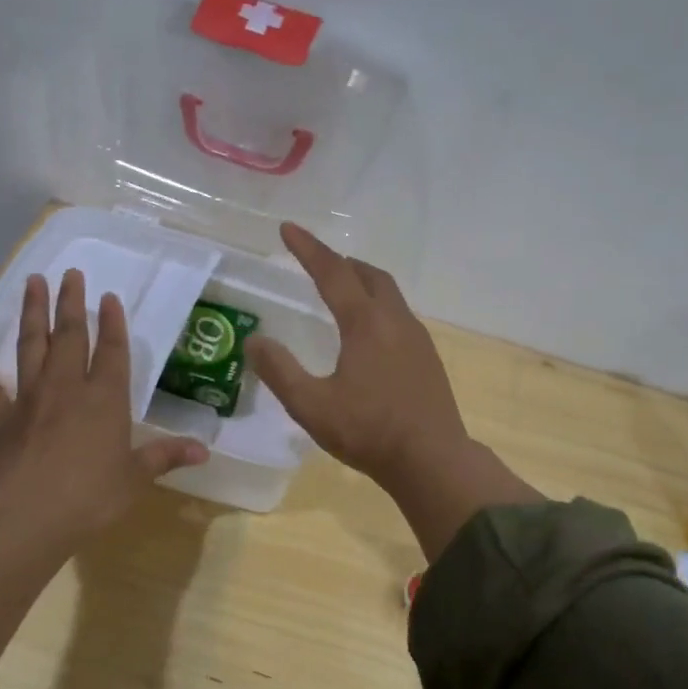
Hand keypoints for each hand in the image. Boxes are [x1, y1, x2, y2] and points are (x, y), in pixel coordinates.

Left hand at [0, 268, 206, 667]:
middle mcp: (67, 388)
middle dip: (72, 303)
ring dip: (33, 314)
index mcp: (105, 399)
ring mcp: (29, 400)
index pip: (112, 351)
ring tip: (32, 284)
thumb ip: (165, 457)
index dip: (113, 323)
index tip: (109, 296)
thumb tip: (204, 450)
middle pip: (70, 336)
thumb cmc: (89, 496)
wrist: (24, 515)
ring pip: (31, 347)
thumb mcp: (135, 478)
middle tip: (71, 273)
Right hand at [247, 224, 468, 488]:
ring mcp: (417, 339)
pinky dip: (379, 307)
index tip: (288, 229)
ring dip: (364, 283)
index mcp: (366, 323)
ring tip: (343, 290)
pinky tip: (370, 333)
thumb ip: (280, 372)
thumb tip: (255, 342)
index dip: (309, 249)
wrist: (432, 459)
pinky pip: (400, 316)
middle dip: (342, 261)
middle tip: (319, 260)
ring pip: (390, 295)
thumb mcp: (312, 406)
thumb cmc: (369, 431)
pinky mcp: (428, 358)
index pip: (333, 272)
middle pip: (370, 275)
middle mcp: (395, 321)